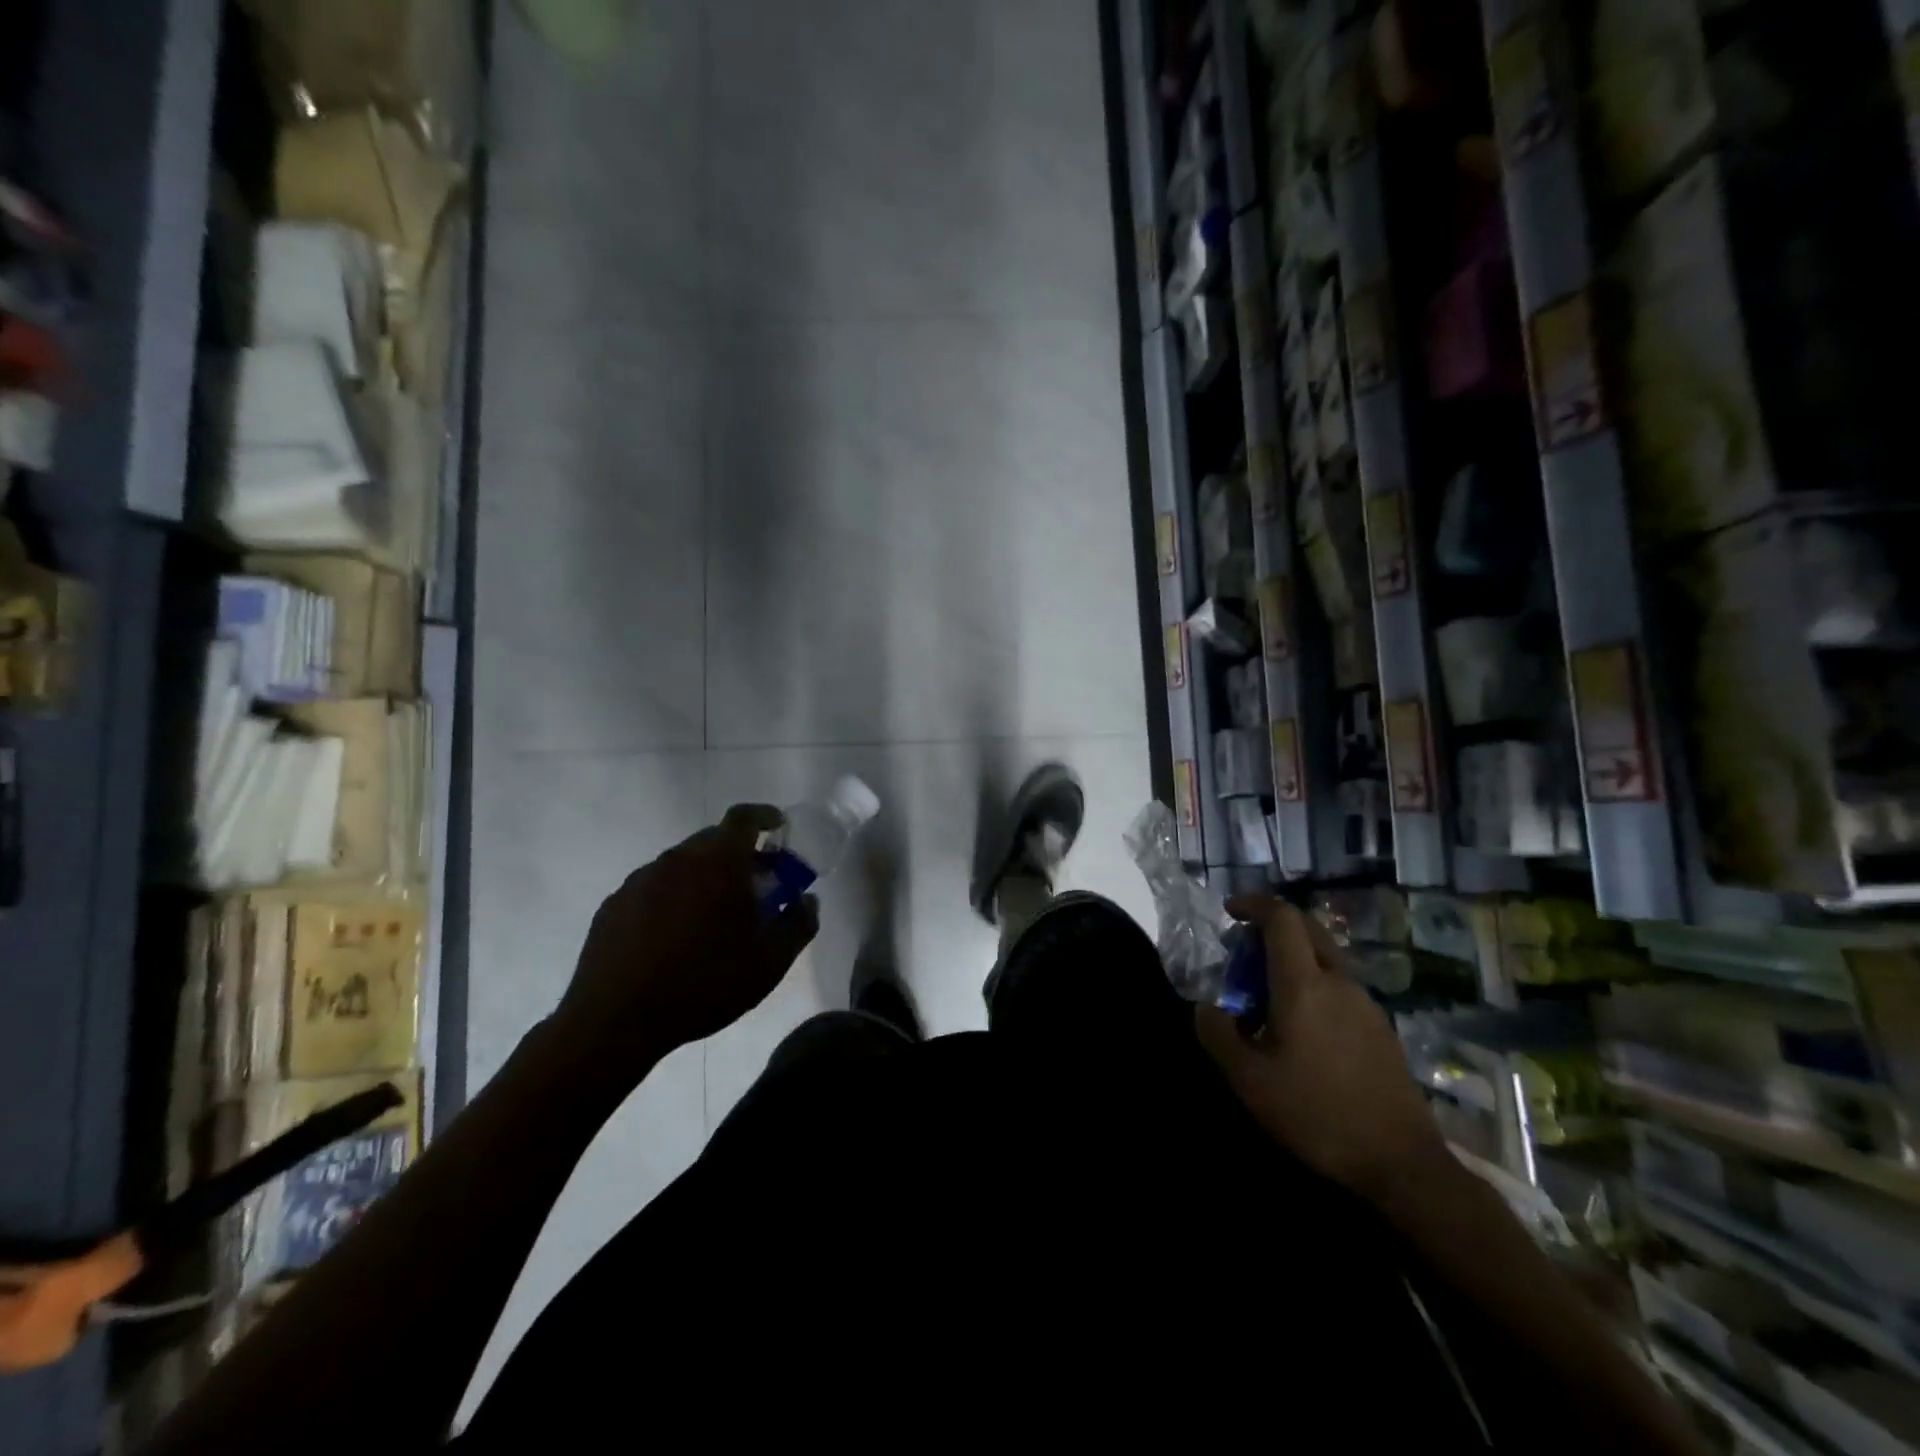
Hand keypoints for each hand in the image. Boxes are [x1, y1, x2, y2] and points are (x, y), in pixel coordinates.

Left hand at [552, 804, 818, 1082]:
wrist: (615, 1020)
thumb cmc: (704, 983)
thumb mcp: (770, 961)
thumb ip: (798, 924)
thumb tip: (807, 901)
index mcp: (718, 862)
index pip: (744, 817)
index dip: (764, 816)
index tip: (779, 827)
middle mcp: (677, 858)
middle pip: (713, 839)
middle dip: (739, 853)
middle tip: (755, 883)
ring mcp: (640, 880)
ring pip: (682, 864)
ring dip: (704, 877)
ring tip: (714, 916)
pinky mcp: (613, 905)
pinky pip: (653, 888)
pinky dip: (672, 898)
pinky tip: (674, 937)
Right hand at [1195, 897, 1448, 1202]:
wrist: (1403, 1164)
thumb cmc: (1317, 1115)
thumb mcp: (1249, 1080)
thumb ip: (1218, 1035)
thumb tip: (1205, 1007)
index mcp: (1304, 985)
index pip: (1282, 918)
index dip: (1253, 905)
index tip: (1230, 912)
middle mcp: (1339, 983)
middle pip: (1308, 929)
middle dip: (1273, 926)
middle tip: (1244, 949)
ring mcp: (1366, 1005)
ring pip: (1325, 959)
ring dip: (1293, 959)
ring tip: (1266, 996)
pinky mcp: (1381, 1029)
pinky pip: (1340, 987)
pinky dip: (1313, 985)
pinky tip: (1301, 1028)